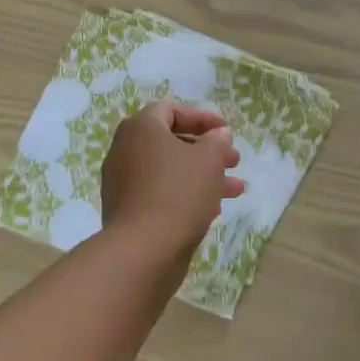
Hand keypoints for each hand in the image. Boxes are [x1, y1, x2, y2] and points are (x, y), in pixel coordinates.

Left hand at [101, 102, 244, 258]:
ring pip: (170, 170)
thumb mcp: (209, 159)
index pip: (171, 110)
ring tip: (235, 189)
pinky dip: (186, 194)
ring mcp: (124, 182)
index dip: (202, 117)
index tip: (226, 130)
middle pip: (172, 142)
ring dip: (203, 176)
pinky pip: (161, 192)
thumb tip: (218, 134)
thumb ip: (217, 141)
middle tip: (234, 160)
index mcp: (140, 129)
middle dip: (207, 150)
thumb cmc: (179, 192)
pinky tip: (213, 208)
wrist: (143, 249)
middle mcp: (125, 150)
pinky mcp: (128, 210)